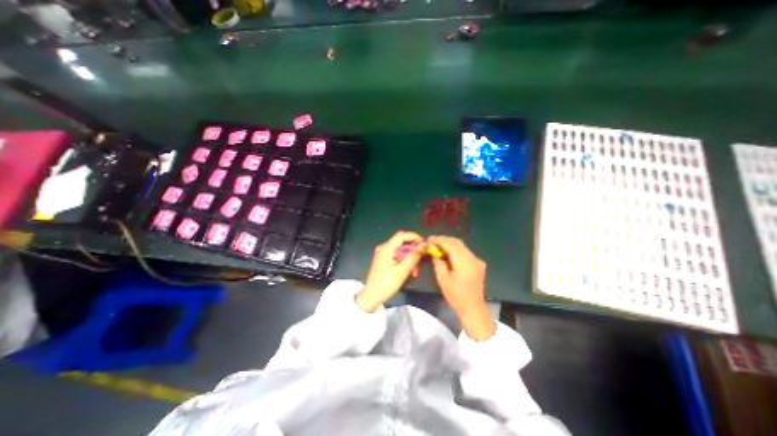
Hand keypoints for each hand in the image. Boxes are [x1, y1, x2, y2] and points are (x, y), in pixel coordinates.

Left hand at [358, 232, 424, 313]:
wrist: (372, 296)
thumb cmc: (387, 283)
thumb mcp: (403, 271)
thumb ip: (413, 257)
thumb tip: (422, 247)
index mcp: (387, 248)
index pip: (402, 235)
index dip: (414, 237)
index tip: (424, 243)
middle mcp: (384, 247)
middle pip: (401, 242)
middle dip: (413, 249)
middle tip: (421, 259)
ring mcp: (382, 253)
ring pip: (400, 250)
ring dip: (409, 257)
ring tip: (415, 271)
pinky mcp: (383, 259)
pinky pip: (396, 255)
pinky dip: (403, 261)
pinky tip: (409, 271)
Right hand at [427, 236, 494, 340]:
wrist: (473, 307)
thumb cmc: (456, 296)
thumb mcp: (443, 280)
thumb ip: (438, 263)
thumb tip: (434, 252)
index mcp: (464, 263)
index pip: (450, 245)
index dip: (439, 240)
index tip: (429, 239)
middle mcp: (472, 258)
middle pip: (457, 243)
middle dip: (444, 240)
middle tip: (432, 241)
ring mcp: (477, 260)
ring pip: (461, 246)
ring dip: (449, 243)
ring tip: (438, 245)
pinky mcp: (478, 263)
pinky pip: (465, 251)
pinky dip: (455, 249)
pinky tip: (448, 252)